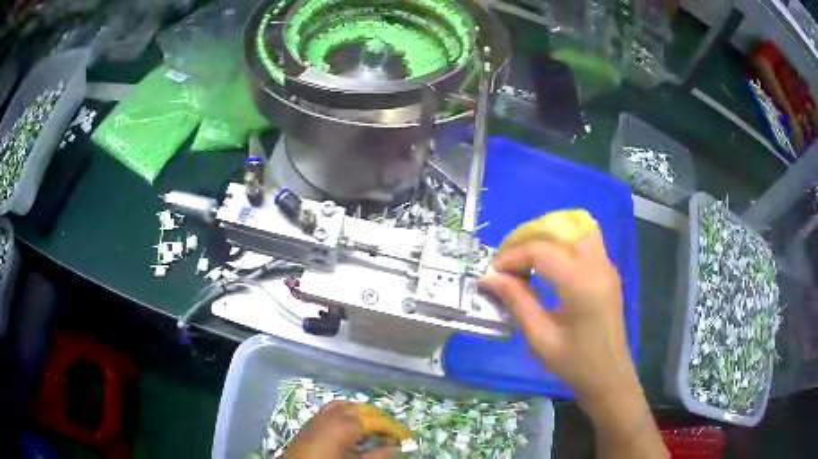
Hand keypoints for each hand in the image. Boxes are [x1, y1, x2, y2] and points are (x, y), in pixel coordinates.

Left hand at [283, 401, 407, 458]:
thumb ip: (378, 455)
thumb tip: (394, 447)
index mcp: (344, 425)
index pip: (376, 420)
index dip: (393, 427)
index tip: (407, 436)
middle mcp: (332, 415)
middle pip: (362, 410)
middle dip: (380, 419)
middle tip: (394, 433)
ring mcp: (319, 416)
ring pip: (347, 406)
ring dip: (364, 414)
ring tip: (376, 427)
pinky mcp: (312, 421)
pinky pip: (333, 408)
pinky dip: (347, 412)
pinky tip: (352, 422)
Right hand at [480, 225, 667, 457]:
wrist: (609, 377)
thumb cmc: (575, 363)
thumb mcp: (540, 337)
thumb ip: (516, 301)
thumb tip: (488, 278)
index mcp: (581, 283)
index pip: (540, 251)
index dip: (512, 257)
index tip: (492, 273)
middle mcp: (597, 265)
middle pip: (558, 230)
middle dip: (526, 240)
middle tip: (506, 264)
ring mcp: (606, 265)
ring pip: (575, 229)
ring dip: (547, 236)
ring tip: (526, 258)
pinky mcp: (608, 271)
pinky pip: (585, 240)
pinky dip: (563, 242)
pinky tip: (548, 264)